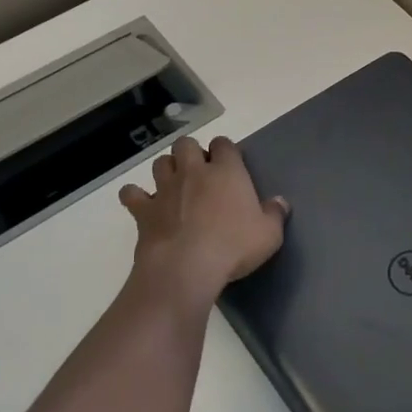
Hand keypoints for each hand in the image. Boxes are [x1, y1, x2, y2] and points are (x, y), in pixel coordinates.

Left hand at [119, 135, 287, 307]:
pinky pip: (132, 193)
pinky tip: (143, 204)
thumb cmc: (234, 246)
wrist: (186, 267)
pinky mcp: (143, 210)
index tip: (229, 164)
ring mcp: (165, 189)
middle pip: (186, 144)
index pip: (224, 144)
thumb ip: (274, 214)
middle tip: (200, 172)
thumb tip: (280, 202)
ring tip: (175, 184)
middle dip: (191, 153)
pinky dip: (136, 196)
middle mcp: (193, 172)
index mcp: (227, 172)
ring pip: (160, 163)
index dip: (225, 150)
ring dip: (167, 169)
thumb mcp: (269, 234)